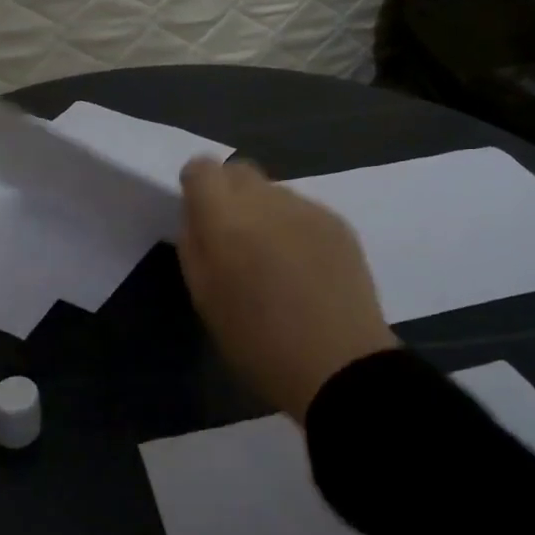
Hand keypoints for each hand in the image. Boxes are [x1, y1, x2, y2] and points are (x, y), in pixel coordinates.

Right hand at [176, 159, 397, 420]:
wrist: (340, 366)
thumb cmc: (258, 343)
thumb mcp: (204, 298)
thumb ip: (194, 245)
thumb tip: (197, 216)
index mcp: (226, 219)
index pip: (202, 168)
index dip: (196, 187)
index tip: (200, 216)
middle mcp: (267, 200)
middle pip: (239, 172)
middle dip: (229, 195)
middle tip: (234, 239)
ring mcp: (307, 208)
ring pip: (273, 192)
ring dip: (264, 213)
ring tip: (275, 260)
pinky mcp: (338, 222)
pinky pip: (303, 210)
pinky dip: (295, 228)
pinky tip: (305, 268)